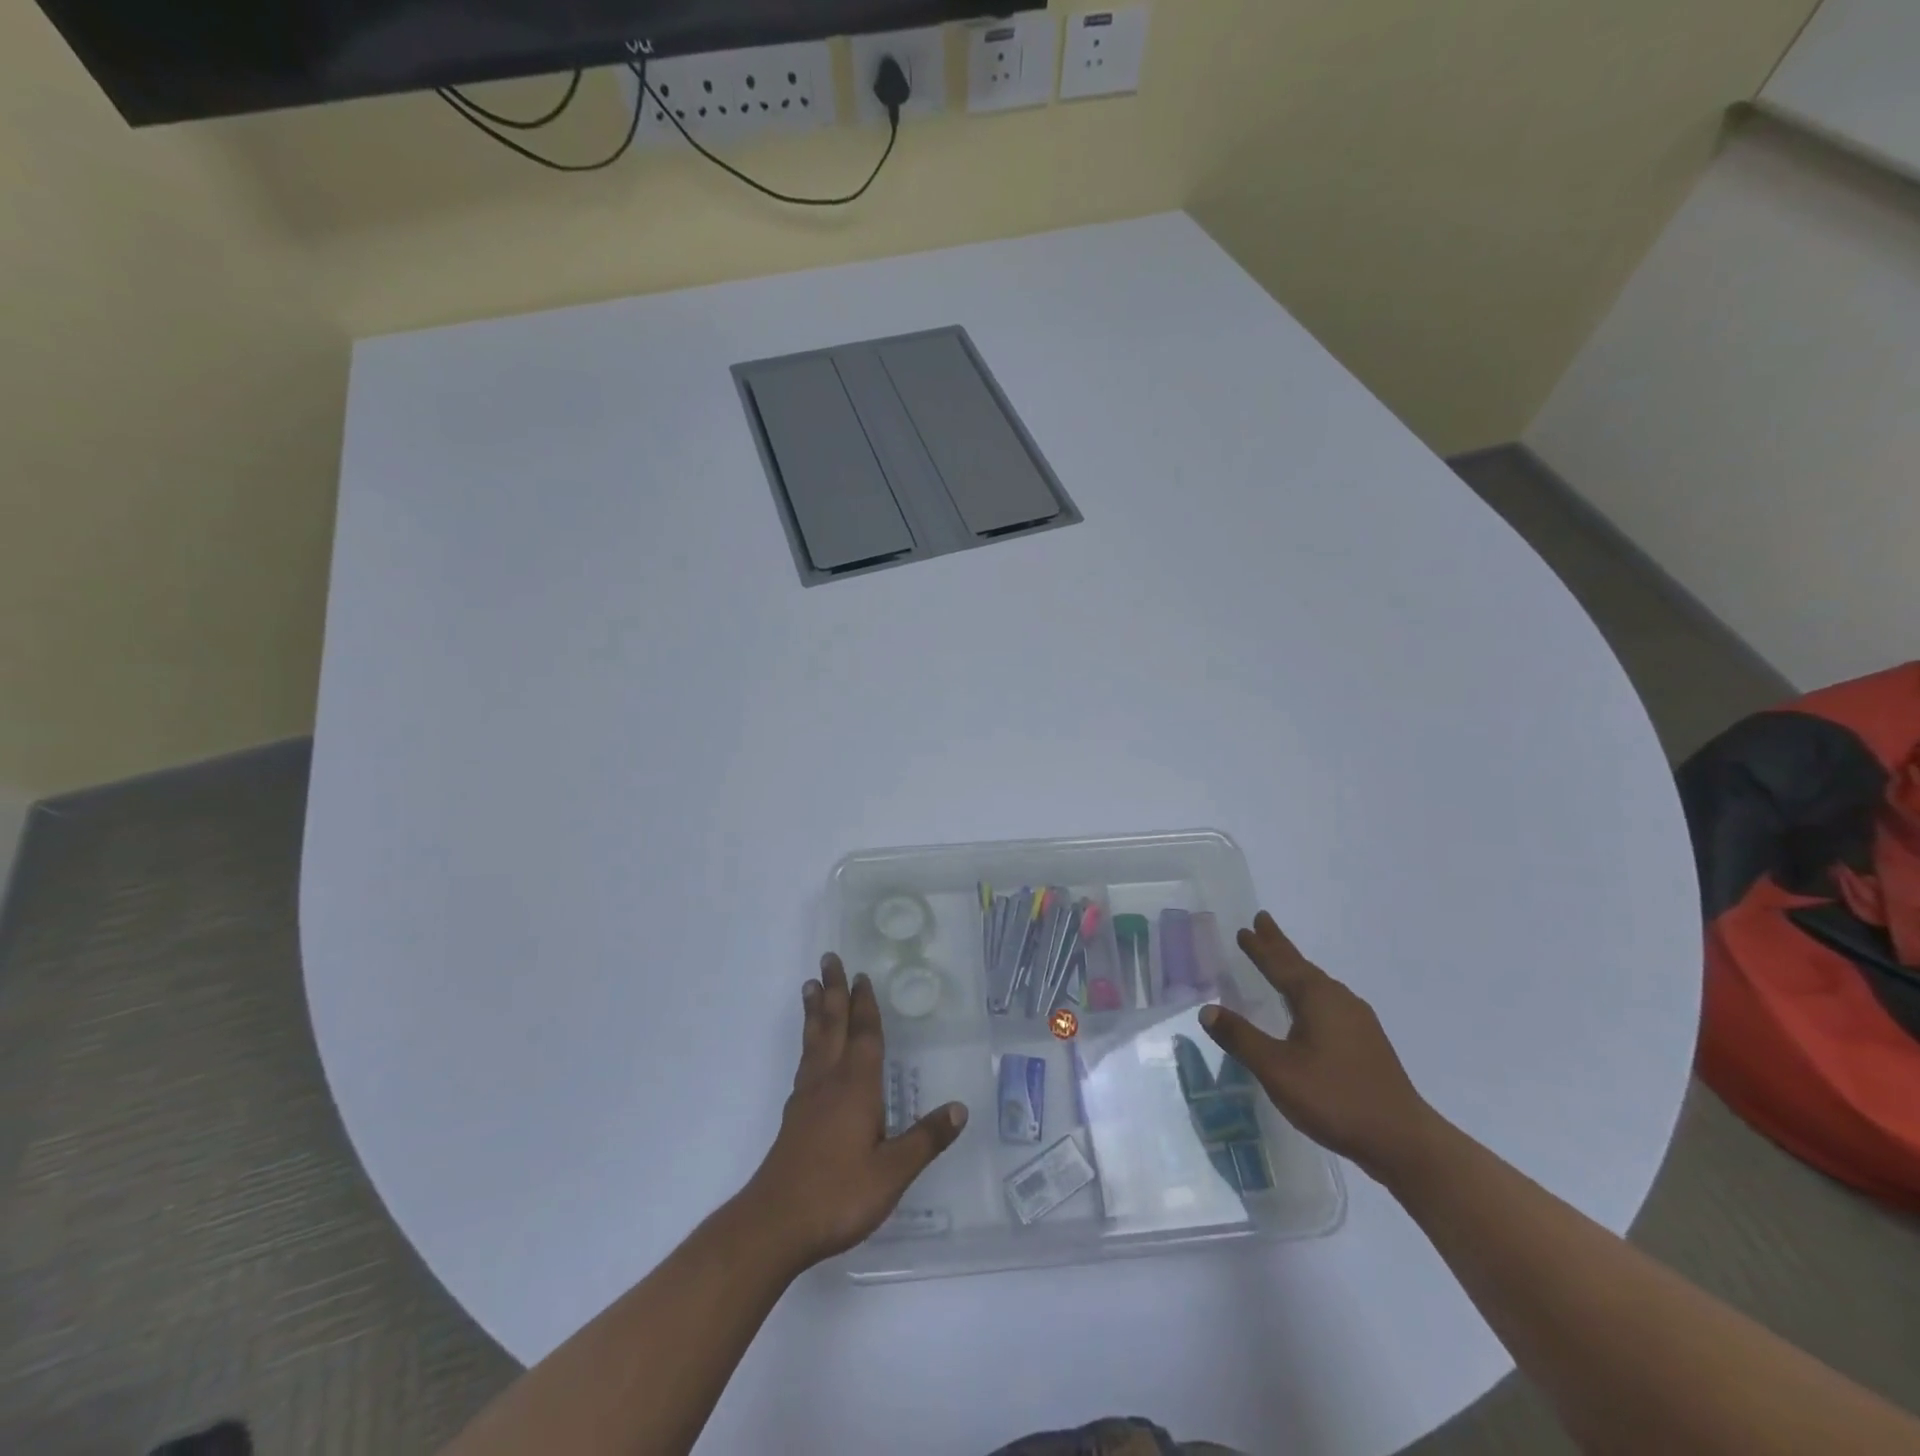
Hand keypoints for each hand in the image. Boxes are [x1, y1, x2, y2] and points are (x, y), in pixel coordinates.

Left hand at [742, 953, 967, 1269]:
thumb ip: (925, 1139)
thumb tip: (960, 1108)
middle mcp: (830, 1082)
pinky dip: (809, 1042)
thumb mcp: (892, 1172)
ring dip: (816, 1011)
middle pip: (832, 1026)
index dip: (865, 1006)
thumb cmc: (838, 1195)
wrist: (775, 1224)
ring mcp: (807, 1098)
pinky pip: (804, 1062)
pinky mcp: (794, 1117)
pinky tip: (810, 1051)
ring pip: (814, 1041)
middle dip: (833, 991)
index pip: (864, 1036)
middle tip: (828, 959)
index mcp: (857, 1087)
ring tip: (811, 986)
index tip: (861, 975)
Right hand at [1199, 911, 1435, 1178]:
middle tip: (1262, 923)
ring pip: (1317, 985)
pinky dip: (1309, 992)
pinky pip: (1329, 1003)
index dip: (1260, 948)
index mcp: (1318, 999)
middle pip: (1302, 967)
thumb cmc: (1335, 1098)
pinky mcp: (1367, 1043)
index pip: (1281, 964)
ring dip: (1295, 969)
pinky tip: (1309, 1009)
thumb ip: (1241, 1038)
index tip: (1245, 927)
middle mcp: (1340, 1001)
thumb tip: (1207, 1009)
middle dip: (1279, 947)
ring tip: (1280, 961)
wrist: (1403, 1141)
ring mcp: (1358, 1022)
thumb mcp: (1277, 1069)